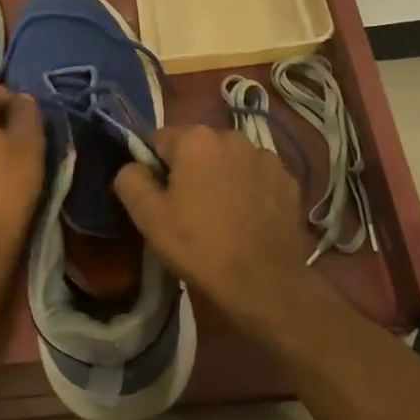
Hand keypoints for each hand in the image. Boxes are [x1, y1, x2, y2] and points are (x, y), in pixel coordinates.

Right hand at [113, 125, 312, 335]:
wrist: (264, 283)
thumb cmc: (199, 245)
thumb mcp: (148, 216)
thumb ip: (130, 179)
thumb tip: (133, 166)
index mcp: (195, 138)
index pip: (160, 140)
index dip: (154, 167)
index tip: (159, 197)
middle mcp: (232, 136)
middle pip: (198, 147)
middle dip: (190, 169)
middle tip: (188, 209)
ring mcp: (266, 157)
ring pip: (230, 161)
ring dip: (222, 177)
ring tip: (222, 215)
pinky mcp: (289, 180)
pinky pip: (258, 177)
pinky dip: (250, 190)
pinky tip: (248, 219)